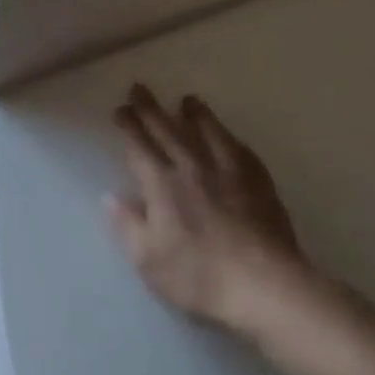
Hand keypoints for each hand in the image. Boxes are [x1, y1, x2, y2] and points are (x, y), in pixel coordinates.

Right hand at [108, 85, 313, 329]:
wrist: (263, 286)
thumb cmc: (198, 276)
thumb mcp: (148, 259)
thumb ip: (128, 225)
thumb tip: (111, 196)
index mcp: (163, 186)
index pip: (141, 147)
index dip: (130, 127)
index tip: (121, 109)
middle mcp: (194, 169)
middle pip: (170, 131)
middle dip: (152, 109)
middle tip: (140, 88)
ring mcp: (230, 173)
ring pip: (209, 133)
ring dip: (196, 115)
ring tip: (187, 100)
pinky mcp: (258, 183)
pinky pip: (241, 151)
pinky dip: (230, 138)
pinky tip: (229, 136)